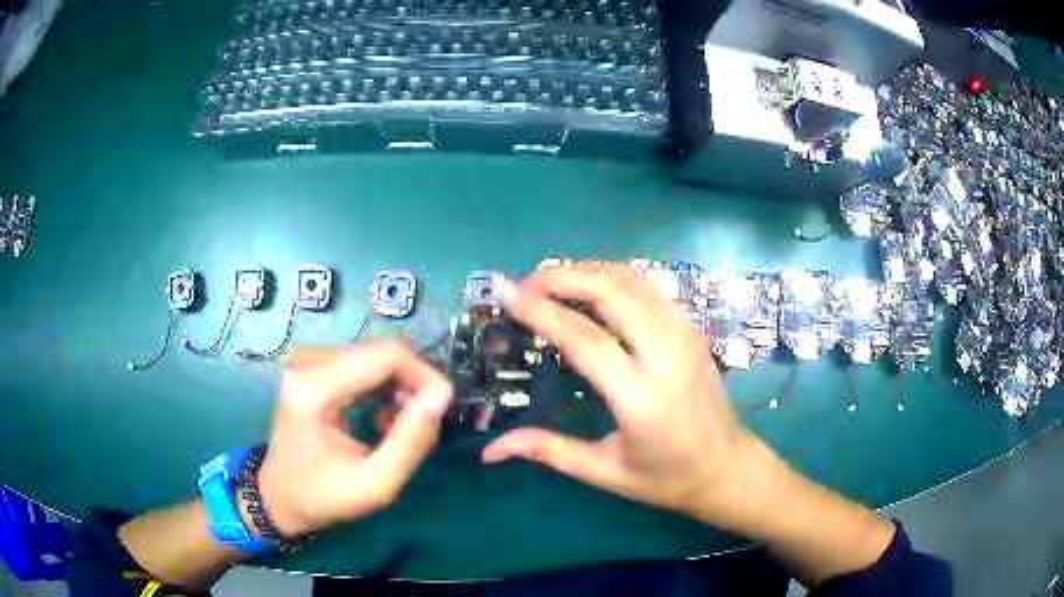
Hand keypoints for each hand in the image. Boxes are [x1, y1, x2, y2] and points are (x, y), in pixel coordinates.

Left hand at [256, 340, 452, 537]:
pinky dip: (381, 388)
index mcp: (315, 390)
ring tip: (399, 428)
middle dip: (411, 385)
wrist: (279, 496)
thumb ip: (412, 440)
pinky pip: (361, 364)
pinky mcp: (311, 367)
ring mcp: (306, 361)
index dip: (424, 375)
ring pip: (374, 357)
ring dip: (398, 389)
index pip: (385, 355)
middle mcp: (307, 363)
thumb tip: (442, 395)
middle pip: (380, 352)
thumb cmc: (324, 497)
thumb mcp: (376, 483)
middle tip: (423, 425)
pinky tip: (380, 419)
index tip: (444, 406)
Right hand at [483, 264, 758, 523]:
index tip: (505, 291)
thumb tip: (490, 451)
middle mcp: (667, 356)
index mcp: (642, 398)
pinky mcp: (692, 329)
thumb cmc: (664, 478)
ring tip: (549, 281)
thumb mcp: (604, 472)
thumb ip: (547, 451)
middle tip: (524, 283)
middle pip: (611, 292)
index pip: (584, 339)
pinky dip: (613, 277)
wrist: (726, 467)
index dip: (540, 310)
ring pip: (632, 280)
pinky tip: (589, 286)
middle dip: (562, 276)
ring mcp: (685, 335)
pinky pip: (649, 288)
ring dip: (587, 271)